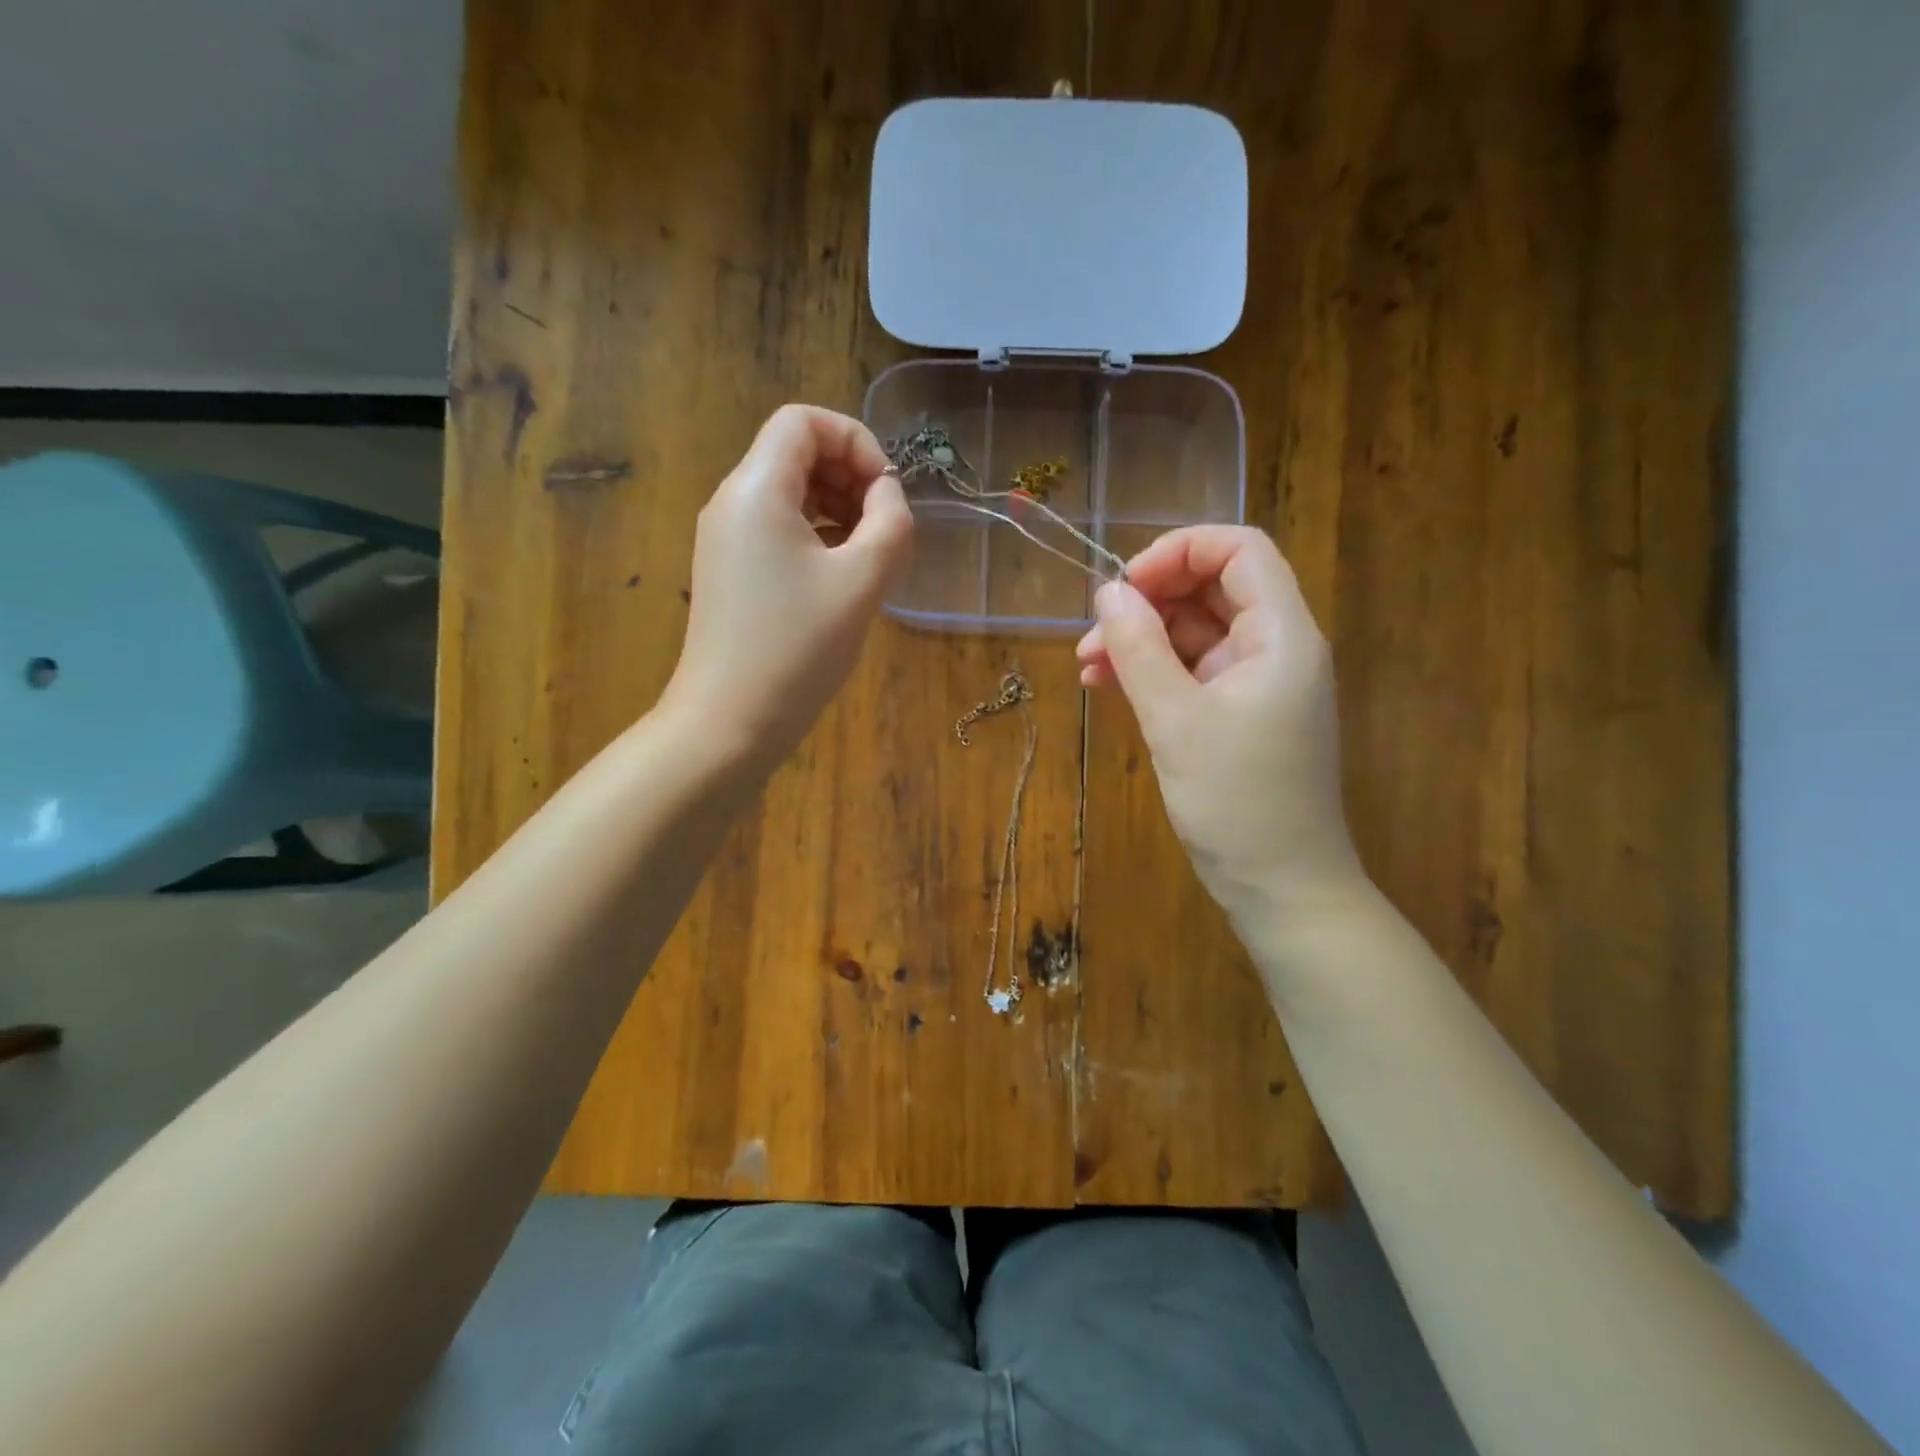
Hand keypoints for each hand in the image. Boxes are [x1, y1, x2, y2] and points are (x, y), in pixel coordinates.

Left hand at [661, 405, 911, 766]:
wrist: (729, 722)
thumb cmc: (798, 648)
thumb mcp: (862, 580)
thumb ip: (890, 522)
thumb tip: (887, 494)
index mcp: (757, 489)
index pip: (803, 421)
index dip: (855, 440)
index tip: (886, 492)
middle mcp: (732, 502)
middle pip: (795, 452)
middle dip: (849, 475)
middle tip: (883, 527)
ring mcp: (725, 538)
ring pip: (788, 492)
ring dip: (836, 507)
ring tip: (869, 554)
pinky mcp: (729, 571)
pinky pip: (776, 528)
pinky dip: (815, 535)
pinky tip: (840, 576)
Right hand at [1076, 526, 1361, 915]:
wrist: (1280, 886)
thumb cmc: (1237, 801)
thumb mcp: (1176, 720)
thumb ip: (1138, 648)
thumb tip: (1107, 592)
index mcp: (1280, 634)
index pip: (1239, 550)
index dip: (1179, 551)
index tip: (1124, 586)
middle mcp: (1273, 647)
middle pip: (1211, 588)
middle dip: (1147, 601)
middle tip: (1093, 634)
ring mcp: (1254, 682)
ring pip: (1193, 631)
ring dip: (1139, 639)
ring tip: (1086, 666)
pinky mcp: (1236, 713)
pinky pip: (1189, 671)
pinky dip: (1150, 672)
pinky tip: (1106, 686)